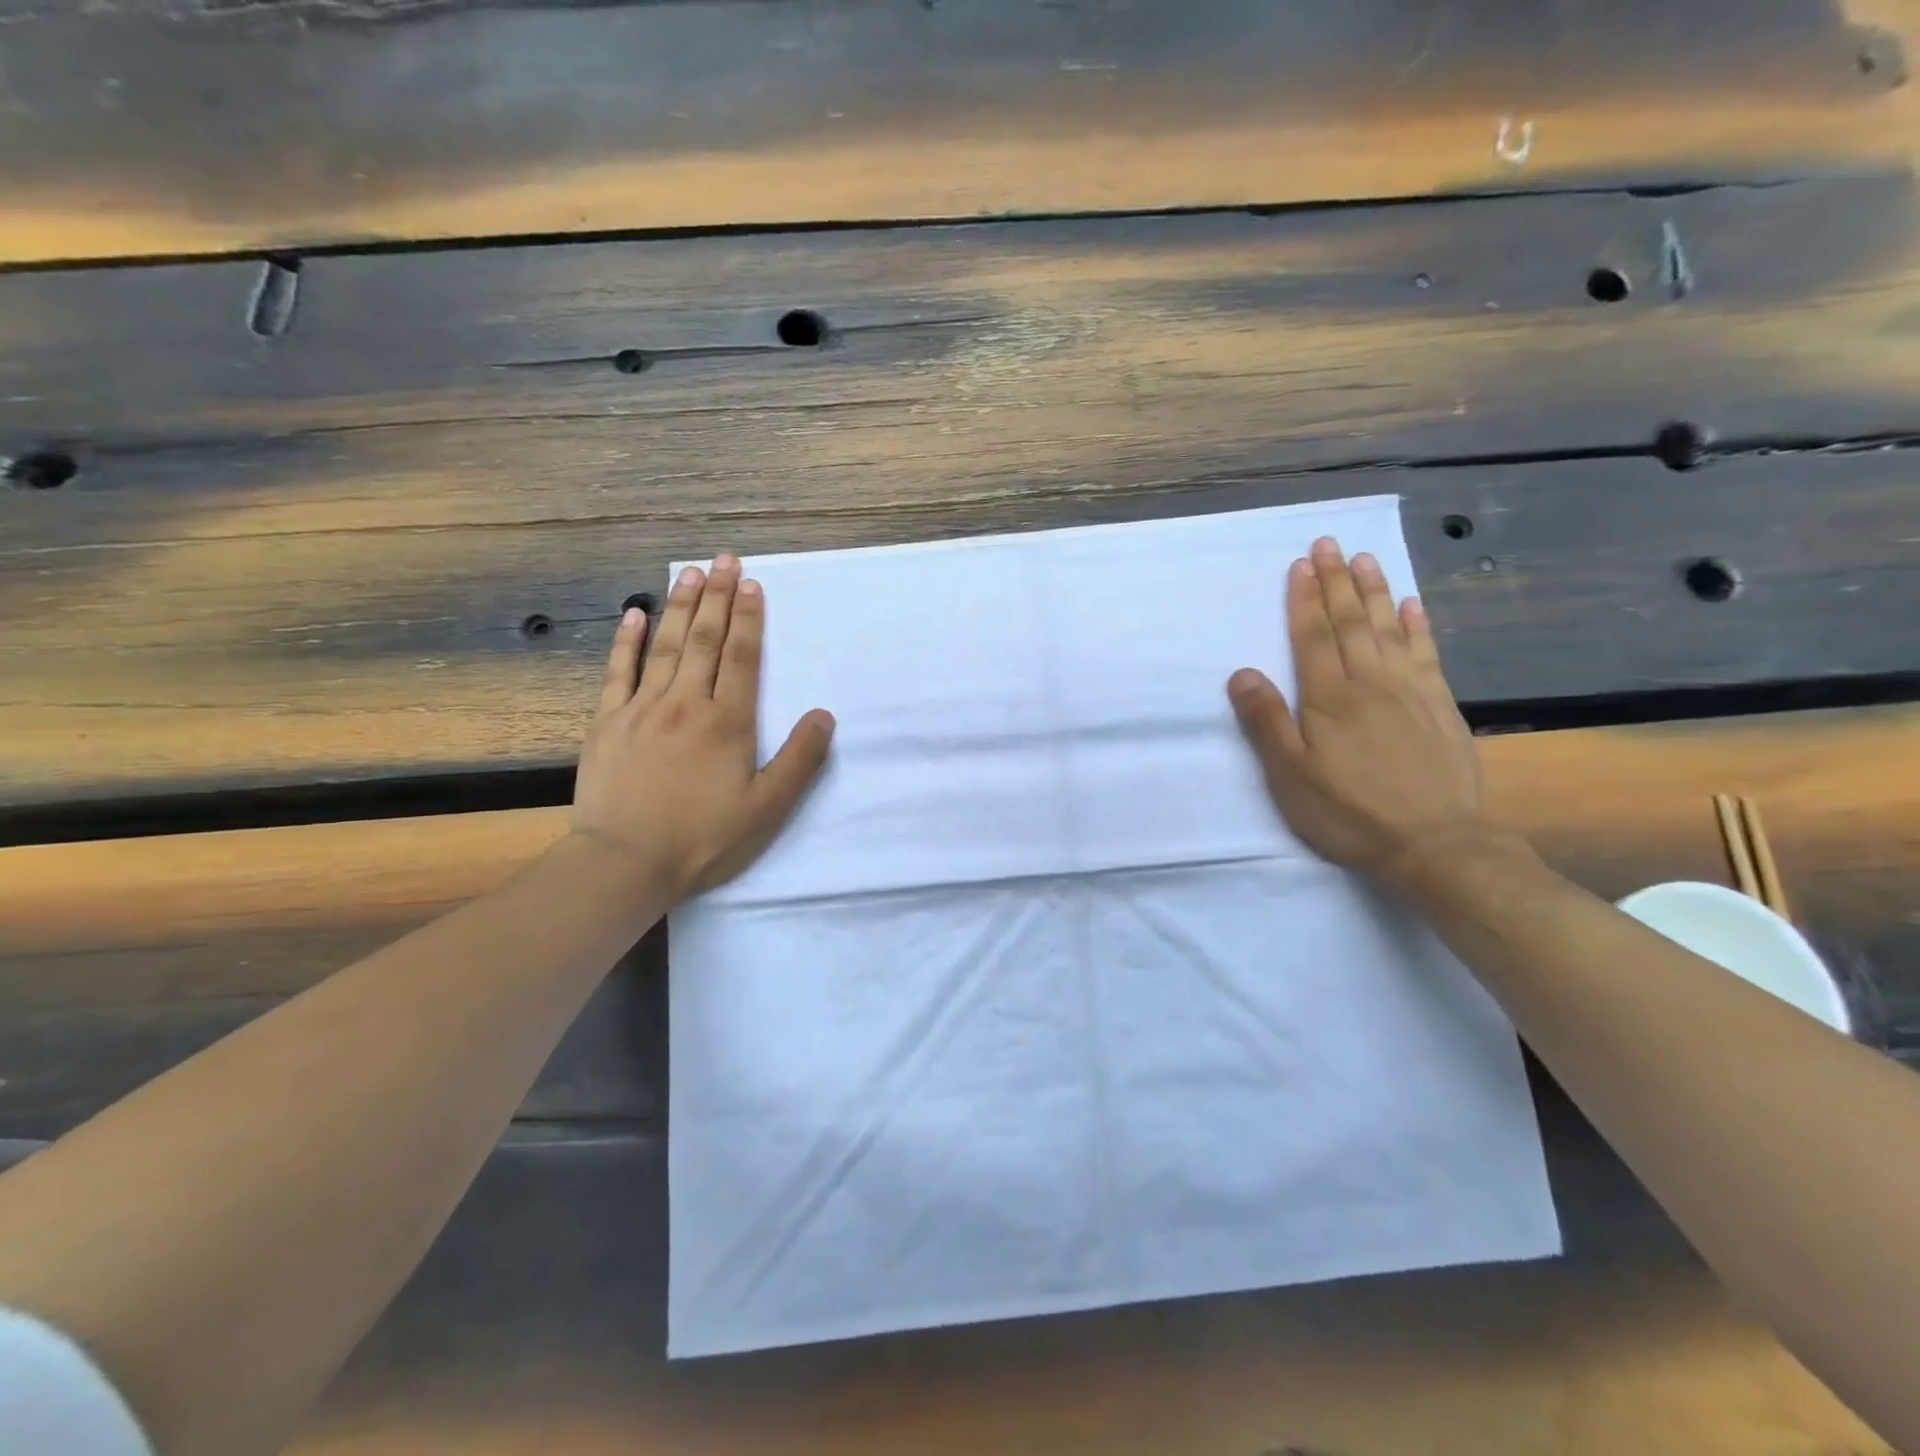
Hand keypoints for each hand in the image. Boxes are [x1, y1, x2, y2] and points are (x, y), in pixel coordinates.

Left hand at [571, 553, 834, 897]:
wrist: (626, 862)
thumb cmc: (704, 838)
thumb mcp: (768, 808)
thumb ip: (800, 759)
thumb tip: (824, 715)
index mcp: (728, 721)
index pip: (741, 657)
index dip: (748, 618)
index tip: (752, 585)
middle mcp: (686, 703)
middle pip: (705, 639)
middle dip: (717, 596)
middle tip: (725, 558)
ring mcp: (642, 708)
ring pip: (666, 646)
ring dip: (680, 606)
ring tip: (691, 572)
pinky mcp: (608, 722)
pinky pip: (618, 671)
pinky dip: (627, 640)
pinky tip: (634, 613)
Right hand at [1227, 538, 1487, 883]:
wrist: (1434, 843)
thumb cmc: (1348, 812)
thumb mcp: (1290, 776)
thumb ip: (1266, 722)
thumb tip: (1242, 672)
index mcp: (1328, 698)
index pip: (1313, 636)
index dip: (1305, 599)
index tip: (1301, 564)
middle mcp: (1370, 682)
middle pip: (1350, 622)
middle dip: (1336, 581)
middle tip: (1329, 543)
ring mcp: (1410, 690)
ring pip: (1388, 629)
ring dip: (1374, 591)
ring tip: (1364, 559)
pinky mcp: (1440, 706)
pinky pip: (1426, 653)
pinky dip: (1417, 625)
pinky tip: (1411, 605)